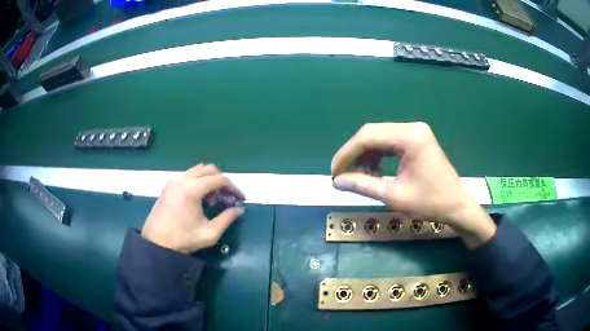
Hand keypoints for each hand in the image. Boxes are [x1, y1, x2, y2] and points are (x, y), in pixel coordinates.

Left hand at [141, 164, 244, 253]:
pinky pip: (188, 176)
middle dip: (222, 181)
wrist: (156, 244)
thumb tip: (240, 210)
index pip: (219, 179)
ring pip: (197, 170)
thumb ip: (227, 219)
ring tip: (214, 199)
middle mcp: (182, 179)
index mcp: (192, 189)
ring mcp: (173, 181)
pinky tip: (200, 199)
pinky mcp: (168, 186)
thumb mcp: (209, 233)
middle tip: (228, 197)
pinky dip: (198, 182)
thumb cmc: (183, 239)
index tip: (241, 199)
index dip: (233, 188)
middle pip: (209, 169)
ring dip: (210, 180)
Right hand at [331, 122, 495, 247]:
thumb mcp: (394, 196)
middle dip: (354, 153)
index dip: (347, 153)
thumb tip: (336, 181)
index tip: (334, 172)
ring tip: (357, 175)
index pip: (368, 136)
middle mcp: (412, 127)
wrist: (456, 206)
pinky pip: (390, 142)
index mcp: (410, 137)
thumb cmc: (430, 203)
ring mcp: (416, 132)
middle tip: (342, 173)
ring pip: (380, 136)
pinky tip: (373, 170)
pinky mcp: (417, 139)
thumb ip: (363, 185)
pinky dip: (378, 155)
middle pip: (373, 133)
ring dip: (365, 154)